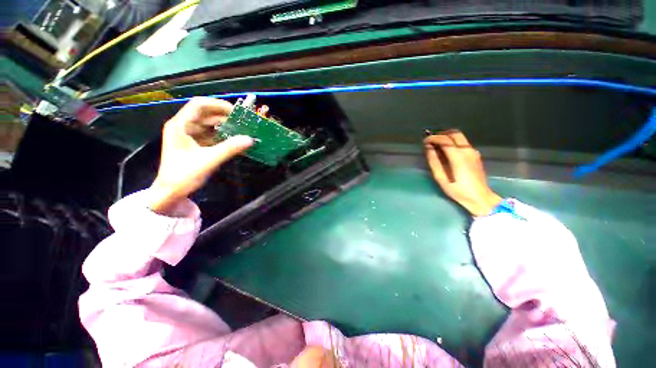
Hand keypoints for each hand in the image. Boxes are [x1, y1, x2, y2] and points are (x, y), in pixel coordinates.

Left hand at [148, 97, 253, 214]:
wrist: (170, 192)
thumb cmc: (183, 175)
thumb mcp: (208, 161)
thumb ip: (229, 149)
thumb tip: (250, 139)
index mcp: (180, 125)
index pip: (199, 105)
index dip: (218, 105)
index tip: (236, 112)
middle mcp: (184, 127)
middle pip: (206, 114)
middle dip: (224, 116)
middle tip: (243, 123)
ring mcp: (189, 136)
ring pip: (209, 125)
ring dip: (225, 127)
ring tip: (242, 131)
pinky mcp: (195, 144)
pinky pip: (211, 135)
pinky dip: (222, 136)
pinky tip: (234, 140)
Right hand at [424, 130, 500, 215]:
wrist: (480, 197)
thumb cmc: (458, 190)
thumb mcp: (441, 179)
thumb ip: (434, 162)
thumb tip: (428, 148)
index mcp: (459, 157)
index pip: (445, 140)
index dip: (433, 138)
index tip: (424, 141)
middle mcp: (468, 150)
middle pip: (454, 133)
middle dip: (440, 135)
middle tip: (431, 141)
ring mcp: (473, 152)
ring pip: (459, 137)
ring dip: (447, 138)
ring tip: (436, 145)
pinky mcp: (475, 155)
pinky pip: (463, 142)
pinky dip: (452, 142)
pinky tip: (446, 151)